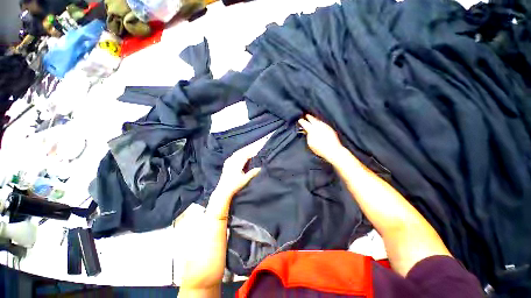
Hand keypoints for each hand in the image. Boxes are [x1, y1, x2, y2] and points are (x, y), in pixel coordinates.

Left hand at [207, 137, 266, 218]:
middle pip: (241, 152)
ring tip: (249, 150)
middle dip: (248, 149)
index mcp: (237, 163)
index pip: (246, 154)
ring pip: (237, 153)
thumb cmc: (235, 185)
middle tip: (254, 147)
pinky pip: (233, 155)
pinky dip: (239, 153)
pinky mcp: (226, 164)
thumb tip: (260, 168)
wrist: (223, 190)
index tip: (257, 149)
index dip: (252, 151)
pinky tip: (240, 154)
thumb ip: (253, 173)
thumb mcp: (245, 179)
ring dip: (243, 151)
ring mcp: (228, 162)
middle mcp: (232, 161)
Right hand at [298, 114, 343, 160]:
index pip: (305, 123)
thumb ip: (308, 136)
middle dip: (309, 117)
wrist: (333, 150)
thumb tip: (307, 132)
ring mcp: (325, 126)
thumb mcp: (310, 143)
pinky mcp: (330, 128)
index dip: (302, 121)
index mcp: (312, 130)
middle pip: (313, 119)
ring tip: (313, 119)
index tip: (300, 120)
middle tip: (307, 116)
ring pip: (319, 120)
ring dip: (315, 119)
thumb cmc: (320, 149)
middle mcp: (319, 126)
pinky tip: (320, 124)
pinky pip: (323, 123)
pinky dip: (320, 122)